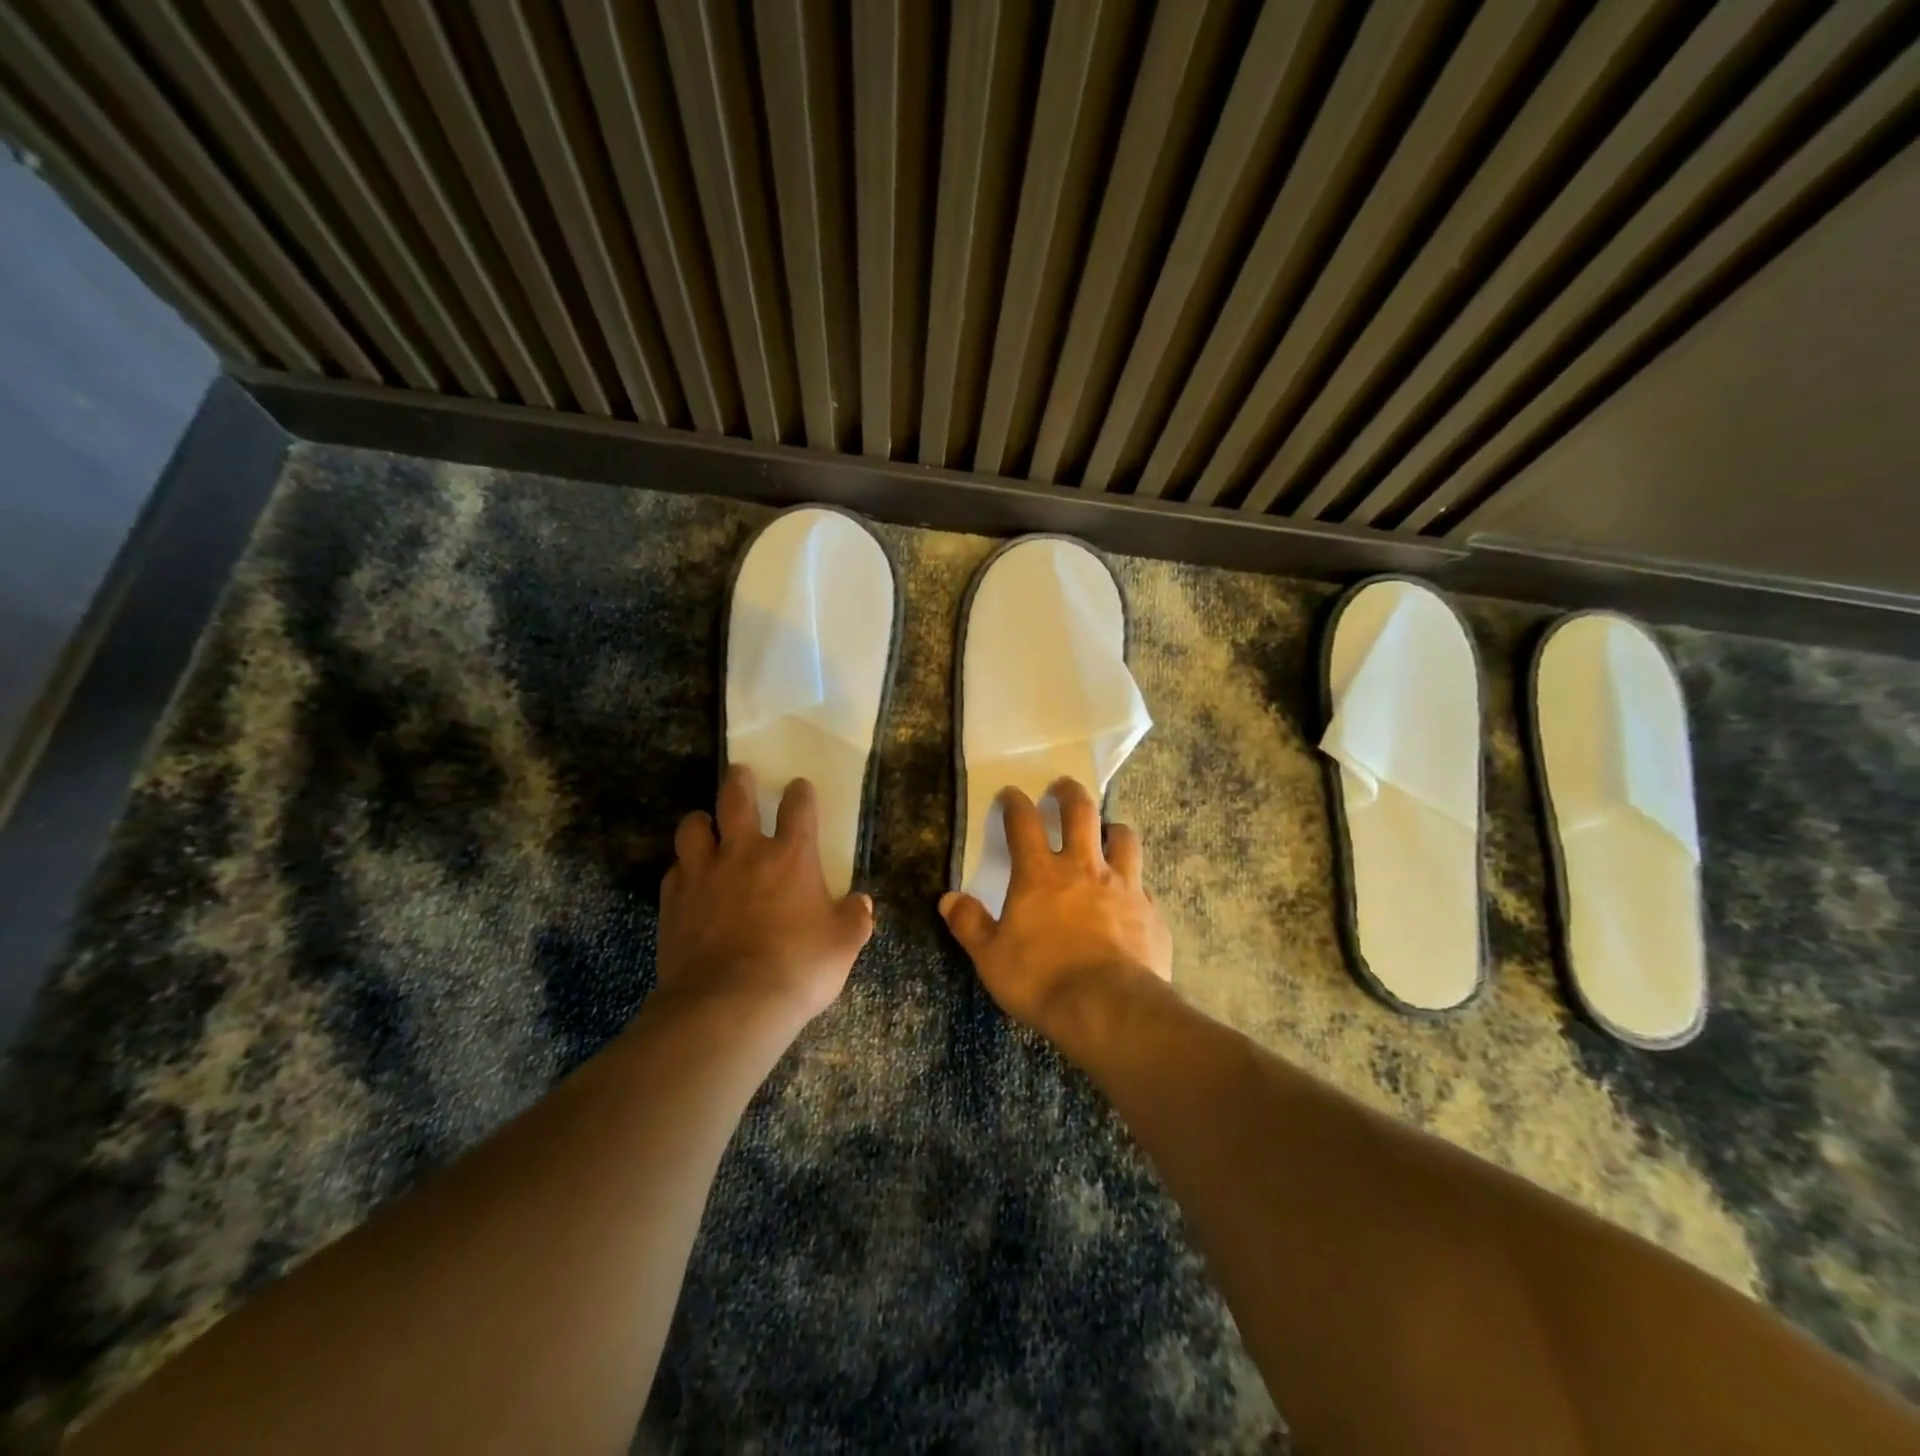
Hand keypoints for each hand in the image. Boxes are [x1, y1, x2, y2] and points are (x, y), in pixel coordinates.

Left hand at [656, 765, 873, 1029]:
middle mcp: (744, 853)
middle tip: (741, 775)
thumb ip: (854, 918)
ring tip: (706, 826)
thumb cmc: (798, 968)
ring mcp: (703, 874)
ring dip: (701, 821)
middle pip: (735, 798)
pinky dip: (683, 869)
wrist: (729, 1005)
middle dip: (739, 781)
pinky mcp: (673, 901)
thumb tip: (862, 903)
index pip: (798, 807)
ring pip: (693, 827)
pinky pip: (675, 871)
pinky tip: (689, 881)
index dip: (800, 793)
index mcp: (791, 856)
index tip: (799, 788)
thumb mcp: (843, 945)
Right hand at [940, 778, 1172, 1041]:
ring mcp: (1124, 886)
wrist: (1109, 1009)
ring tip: (1108, 831)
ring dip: (1114, 829)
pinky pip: (1144, 886)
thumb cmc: (1041, 979)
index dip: (1015, 803)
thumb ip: (970, 924)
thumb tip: (948, 899)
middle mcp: (1084, 868)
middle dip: (1070, 793)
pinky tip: (1132, 898)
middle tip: (1064, 786)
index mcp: (1040, 874)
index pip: (1023, 823)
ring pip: (1124, 838)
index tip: (1011, 794)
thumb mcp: (991, 957)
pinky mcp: (1151, 912)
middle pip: (1081, 813)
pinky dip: (1135, 884)